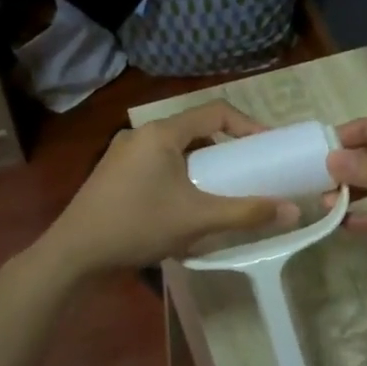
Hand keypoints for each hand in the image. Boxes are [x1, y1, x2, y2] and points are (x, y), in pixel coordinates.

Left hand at [40, 101, 300, 276]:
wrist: (74, 253)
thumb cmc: (138, 226)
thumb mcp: (198, 219)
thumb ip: (246, 213)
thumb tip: (292, 211)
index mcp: (161, 133)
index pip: (215, 111)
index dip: (247, 125)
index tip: (267, 147)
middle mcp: (140, 134)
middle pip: (194, 129)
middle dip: (225, 147)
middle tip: (247, 170)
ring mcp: (123, 153)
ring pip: (174, 148)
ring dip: (201, 163)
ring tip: (220, 188)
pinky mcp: (113, 173)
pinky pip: (157, 162)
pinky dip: (179, 173)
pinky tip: (185, 203)